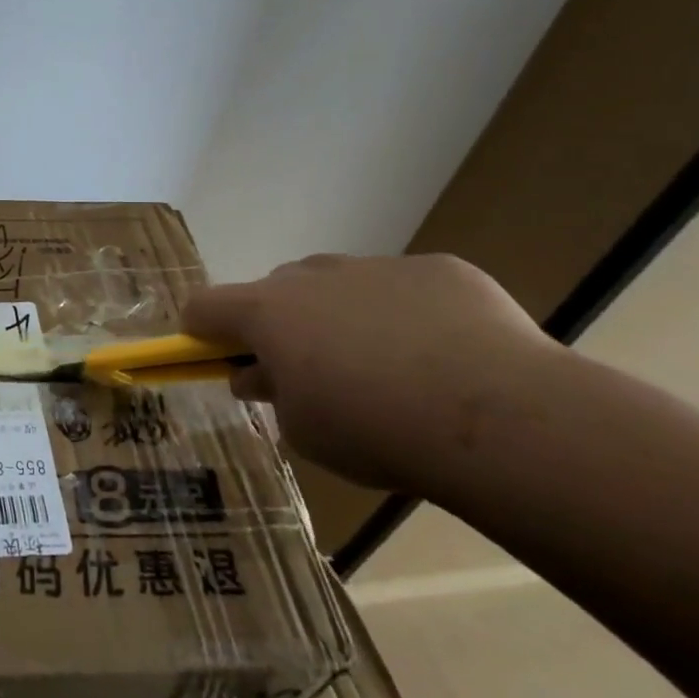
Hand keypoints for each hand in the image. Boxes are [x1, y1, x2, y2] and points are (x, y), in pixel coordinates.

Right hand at [183, 253, 560, 492]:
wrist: (496, 416)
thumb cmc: (375, 429)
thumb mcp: (304, 431)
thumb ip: (273, 394)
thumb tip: (260, 375)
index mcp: (268, 312)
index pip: (204, 306)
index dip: (202, 330)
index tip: (216, 356)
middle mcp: (312, 276)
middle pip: (277, 291)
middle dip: (284, 325)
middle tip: (313, 373)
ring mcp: (376, 266)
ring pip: (341, 285)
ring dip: (343, 316)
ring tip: (389, 369)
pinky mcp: (438, 270)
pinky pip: (406, 289)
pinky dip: (409, 316)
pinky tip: (448, 359)